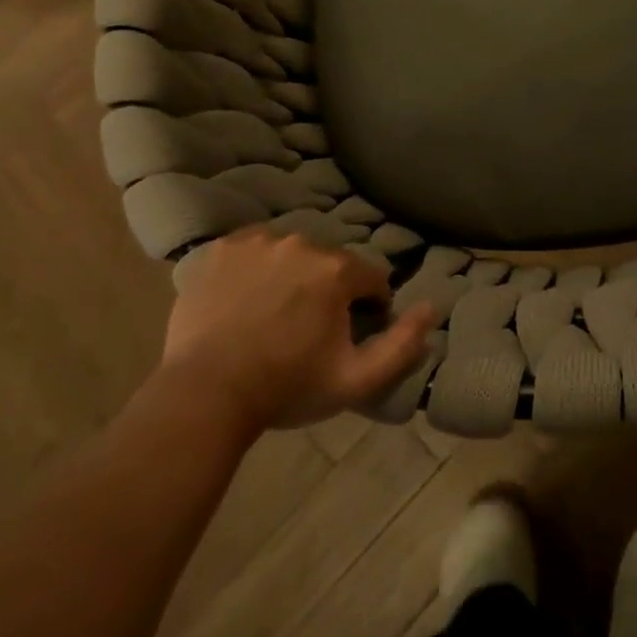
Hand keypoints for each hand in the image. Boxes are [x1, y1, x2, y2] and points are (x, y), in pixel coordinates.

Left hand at [160, 227, 437, 433]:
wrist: (204, 395)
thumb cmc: (286, 387)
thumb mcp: (356, 379)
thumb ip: (403, 344)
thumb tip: (431, 307)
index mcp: (336, 270)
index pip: (371, 279)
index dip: (368, 308)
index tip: (346, 337)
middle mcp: (301, 242)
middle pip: (331, 264)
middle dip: (328, 291)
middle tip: (307, 330)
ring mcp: (257, 241)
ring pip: (292, 253)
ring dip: (293, 276)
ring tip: (273, 316)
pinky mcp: (222, 248)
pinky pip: (254, 250)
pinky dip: (257, 268)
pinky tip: (245, 300)